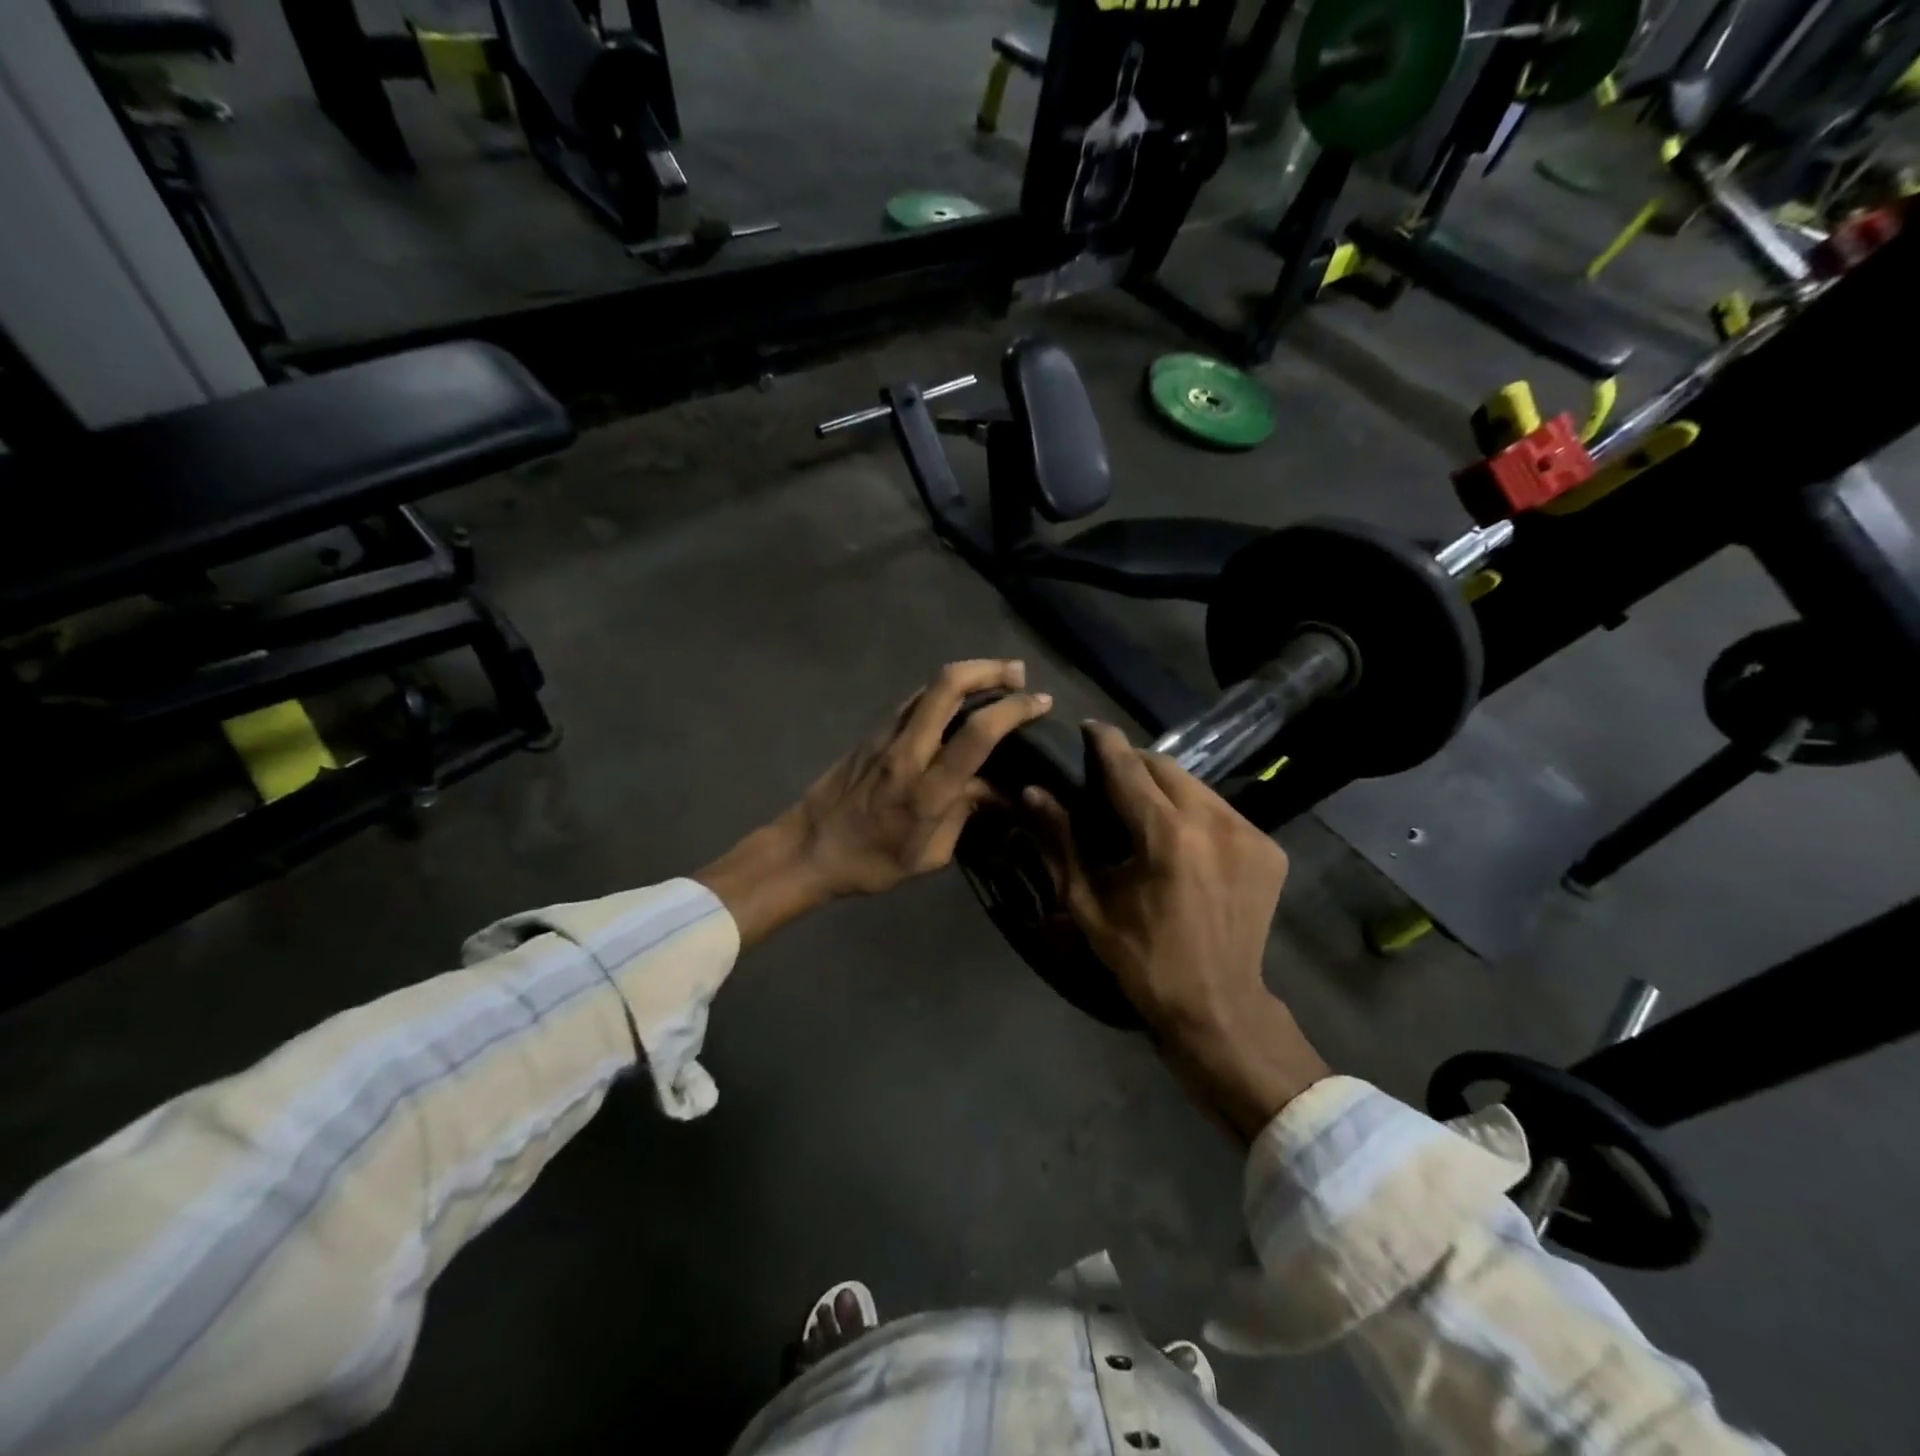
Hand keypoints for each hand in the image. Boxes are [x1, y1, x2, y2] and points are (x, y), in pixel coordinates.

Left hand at [696, 660, 1052, 946]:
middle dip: (990, 669)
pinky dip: (942, 692)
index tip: (1040, 703)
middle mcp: (907, 752)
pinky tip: (956, 702)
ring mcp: (885, 736)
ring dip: (967, 674)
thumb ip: (965, 814)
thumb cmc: (873, 863)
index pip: (978, 733)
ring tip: (996, 679)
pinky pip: (913, 701)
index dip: (1015, 710)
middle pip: (948, 686)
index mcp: (927, 790)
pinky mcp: (872, 732)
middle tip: (1018, 673)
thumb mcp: (930, 856)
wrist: (809, 849)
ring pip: (929, 686)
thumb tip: (993, 788)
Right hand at [1028, 723, 1329, 1137]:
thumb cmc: (1142, 958)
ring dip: (1166, 786)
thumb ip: (1061, 840)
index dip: (1105, 742)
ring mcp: (1250, 834)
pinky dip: (1195, 811)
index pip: (1129, 767)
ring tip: (1142, 805)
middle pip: (1166, 767)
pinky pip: (1222, 810)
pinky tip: (1180, 835)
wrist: (1218, 1005)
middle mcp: (1214, 822)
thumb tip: (1033, 791)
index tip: (1087, 726)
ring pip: (1197, 785)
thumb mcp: (1089, 903)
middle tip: (1108, 775)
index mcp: (1167, 836)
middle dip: (1134, 763)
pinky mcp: (1269, 849)